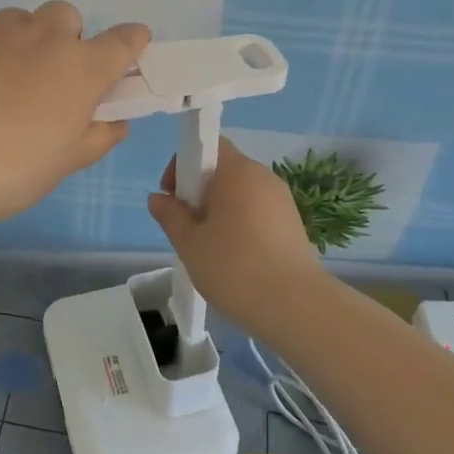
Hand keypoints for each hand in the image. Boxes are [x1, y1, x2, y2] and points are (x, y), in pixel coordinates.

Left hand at [0, 4, 149, 229]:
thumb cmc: (14, 168)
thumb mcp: (66, 163)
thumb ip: (97, 138)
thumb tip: (115, 124)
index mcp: (80, 68)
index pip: (122, 41)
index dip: (131, 41)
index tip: (132, 44)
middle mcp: (42, 38)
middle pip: (66, 16)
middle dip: (66, 37)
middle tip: (52, 76)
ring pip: (19, 20)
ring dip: (23, 40)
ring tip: (4, 80)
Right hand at [147, 139, 323, 329]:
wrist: (296, 307)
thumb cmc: (234, 267)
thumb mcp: (189, 242)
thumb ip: (170, 215)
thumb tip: (158, 198)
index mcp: (237, 171)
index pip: (208, 145)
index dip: (184, 165)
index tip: (174, 196)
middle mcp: (263, 176)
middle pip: (224, 169)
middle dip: (199, 191)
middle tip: (187, 226)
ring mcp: (282, 200)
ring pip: (241, 192)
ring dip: (220, 209)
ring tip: (209, 246)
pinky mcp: (293, 223)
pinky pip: (257, 210)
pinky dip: (241, 223)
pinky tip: (235, 256)